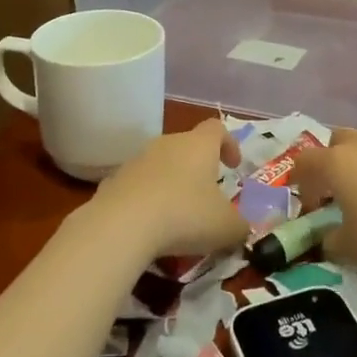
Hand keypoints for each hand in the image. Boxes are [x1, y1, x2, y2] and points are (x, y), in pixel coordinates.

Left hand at [90, 119, 246, 260]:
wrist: (121, 225)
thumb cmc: (185, 216)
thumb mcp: (226, 227)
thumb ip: (240, 226)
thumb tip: (242, 228)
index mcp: (199, 145)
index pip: (217, 129)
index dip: (229, 143)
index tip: (233, 166)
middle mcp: (167, 144)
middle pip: (187, 146)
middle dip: (198, 167)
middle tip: (207, 195)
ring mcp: (137, 160)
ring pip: (161, 165)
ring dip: (171, 183)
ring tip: (177, 214)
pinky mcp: (114, 181)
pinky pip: (138, 185)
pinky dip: (147, 199)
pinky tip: (149, 225)